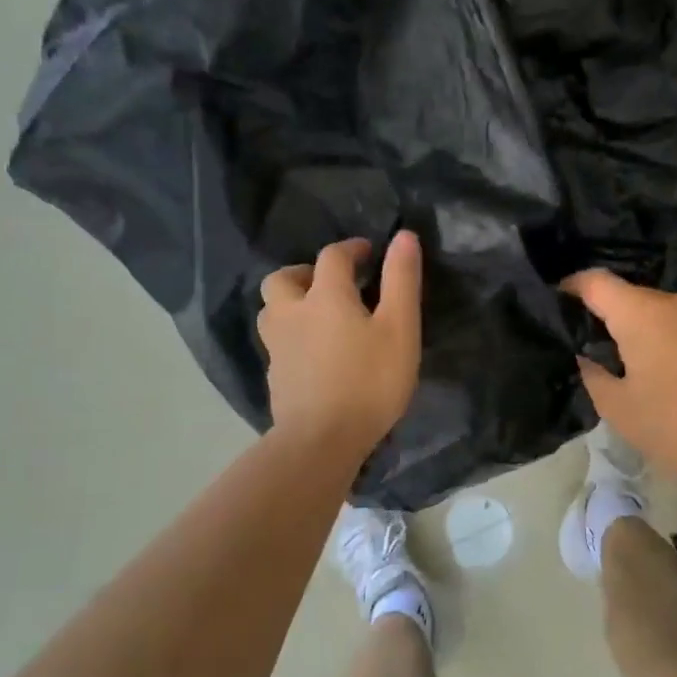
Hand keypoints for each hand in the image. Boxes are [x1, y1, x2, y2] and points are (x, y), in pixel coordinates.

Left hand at [258, 233, 422, 455]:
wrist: (321, 440)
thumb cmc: (369, 381)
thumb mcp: (399, 329)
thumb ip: (401, 281)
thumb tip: (404, 236)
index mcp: (325, 296)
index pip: (333, 257)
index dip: (351, 248)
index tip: (369, 253)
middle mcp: (292, 313)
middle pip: (283, 279)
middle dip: (306, 272)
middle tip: (331, 284)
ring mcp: (277, 347)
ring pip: (272, 310)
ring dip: (291, 302)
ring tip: (317, 316)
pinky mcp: (275, 376)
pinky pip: (277, 343)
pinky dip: (292, 336)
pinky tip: (312, 354)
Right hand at [563, 269, 676, 495]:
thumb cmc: (672, 427)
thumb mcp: (616, 407)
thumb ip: (592, 374)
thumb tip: (585, 357)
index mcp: (641, 313)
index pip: (596, 281)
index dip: (571, 287)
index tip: (558, 302)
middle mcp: (676, 302)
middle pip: (631, 296)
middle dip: (610, 314)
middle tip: (594, 346)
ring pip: (663, 311)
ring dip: (645, 328)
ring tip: (634, 362)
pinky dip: (672, 339)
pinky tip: (671, 372)